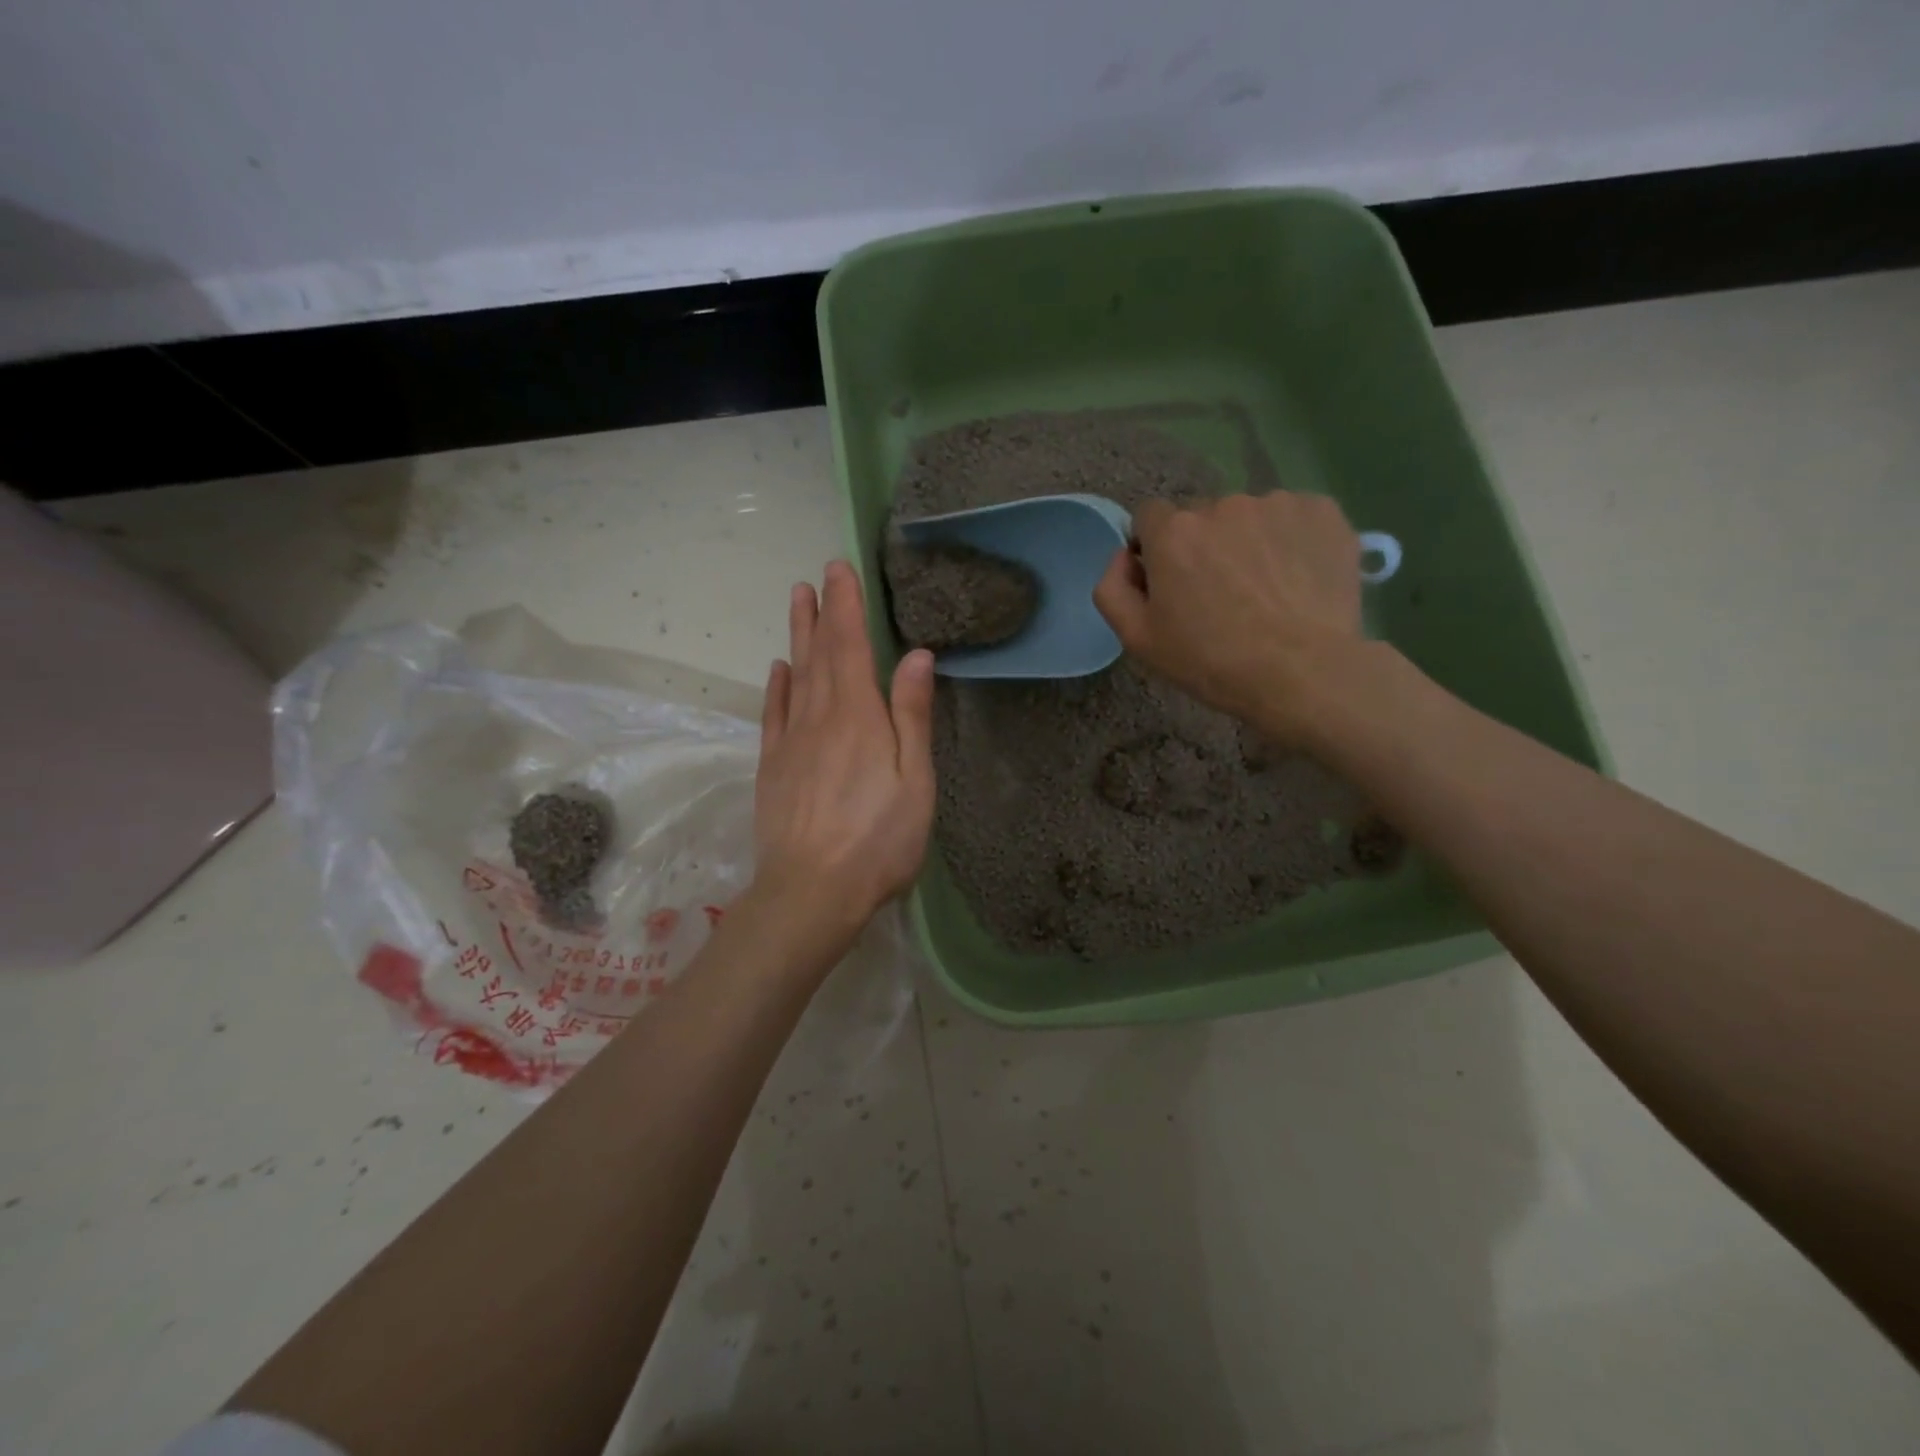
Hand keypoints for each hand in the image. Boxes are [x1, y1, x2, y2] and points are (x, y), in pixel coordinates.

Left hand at [751, 560, 936, 956]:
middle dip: (821, 611)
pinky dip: (777, 686)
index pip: (851, 646)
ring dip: (797, 636)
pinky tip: (779, 669)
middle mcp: (820, 717)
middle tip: (816, 575)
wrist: (811, 891)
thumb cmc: (878, 839)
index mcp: (859, 716)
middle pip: (819, 654)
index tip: (839, 569)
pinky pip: (774, 714)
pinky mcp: (773, 768)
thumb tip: (917, 656)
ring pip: (794, 676)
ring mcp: (791, 742)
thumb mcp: (914, 780)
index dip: (846, 606)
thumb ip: (912, 716)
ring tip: (796, 601)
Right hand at [1093, 492, 1366, 741]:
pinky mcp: (1323, 511)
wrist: (1304, 673)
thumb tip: (1125, 556)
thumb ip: (1112, 588)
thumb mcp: (1138, 639)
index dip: (1155, 549)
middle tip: (1221, 595)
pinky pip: (1294, 518)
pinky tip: (1298, 580)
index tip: (1172, 584)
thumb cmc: (1212, 661)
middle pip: (1201, 516)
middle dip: (1203, 546)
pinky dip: (1291, 541)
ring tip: (1266, 590)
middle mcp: (1222, 504)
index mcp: (1173, 532)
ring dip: (1248, 542)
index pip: (1149, 517)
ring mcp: (1277, 503)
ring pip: (1249, 517)